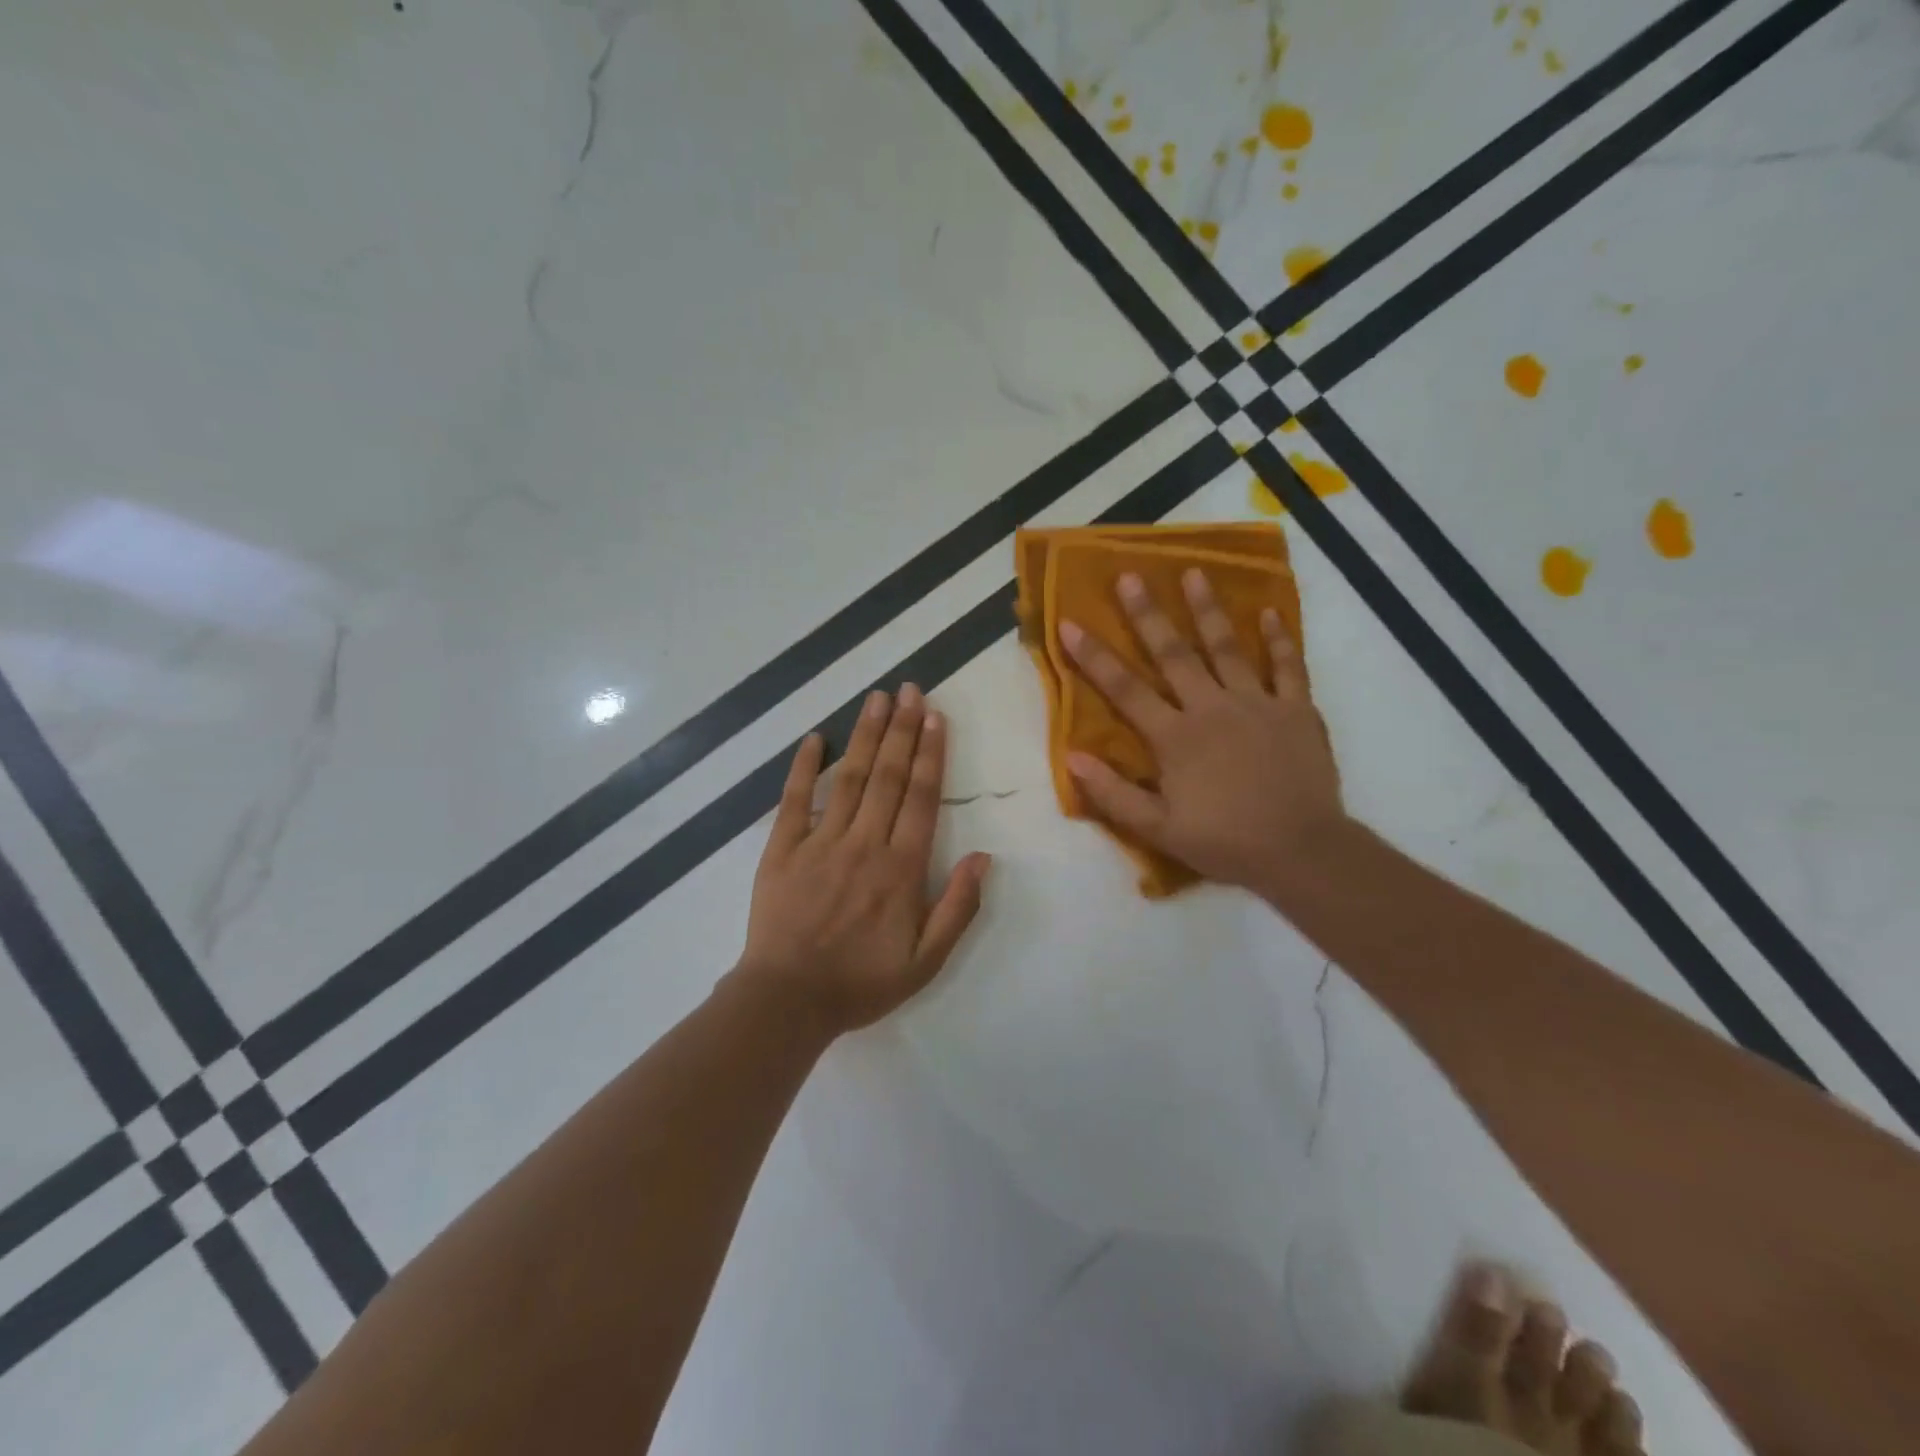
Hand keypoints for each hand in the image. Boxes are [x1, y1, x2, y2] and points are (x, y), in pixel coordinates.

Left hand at [737, 686, 991, 1036]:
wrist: (787, 1001)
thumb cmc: (861, 982)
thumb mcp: (925, 961)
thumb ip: (957, 907)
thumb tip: (984, 856)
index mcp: (901, 868)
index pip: (922, 797)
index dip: (932, 754)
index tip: (936, 716)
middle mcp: (864, 843)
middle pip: (889, 776)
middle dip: (903, 729)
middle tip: (910, 689)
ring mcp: (820, 842)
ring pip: (850, 778)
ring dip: (866, 736)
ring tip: (878, 698)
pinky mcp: (782, 849)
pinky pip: (795, 800)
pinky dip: (804, 767)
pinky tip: (815, 738)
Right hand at [1059, 568, 1344, 892]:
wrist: (1301, 850)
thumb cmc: (1224, 841)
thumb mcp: (1157, 828)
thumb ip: (1113, 793)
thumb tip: (1072, 758)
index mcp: (1175, 737)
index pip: (1125, 689)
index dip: (1094, 656)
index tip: (1070, 622)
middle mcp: (1211, 708)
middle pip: (1173, 654)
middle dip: (1147, 615)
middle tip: (1130, 576)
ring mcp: (1257, 704)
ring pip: (1227, 648)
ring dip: (1208, 610)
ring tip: (1194, 573)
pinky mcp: (1296, 710)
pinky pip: (1287, 667)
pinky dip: (1279, 639)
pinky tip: (1270, 612)